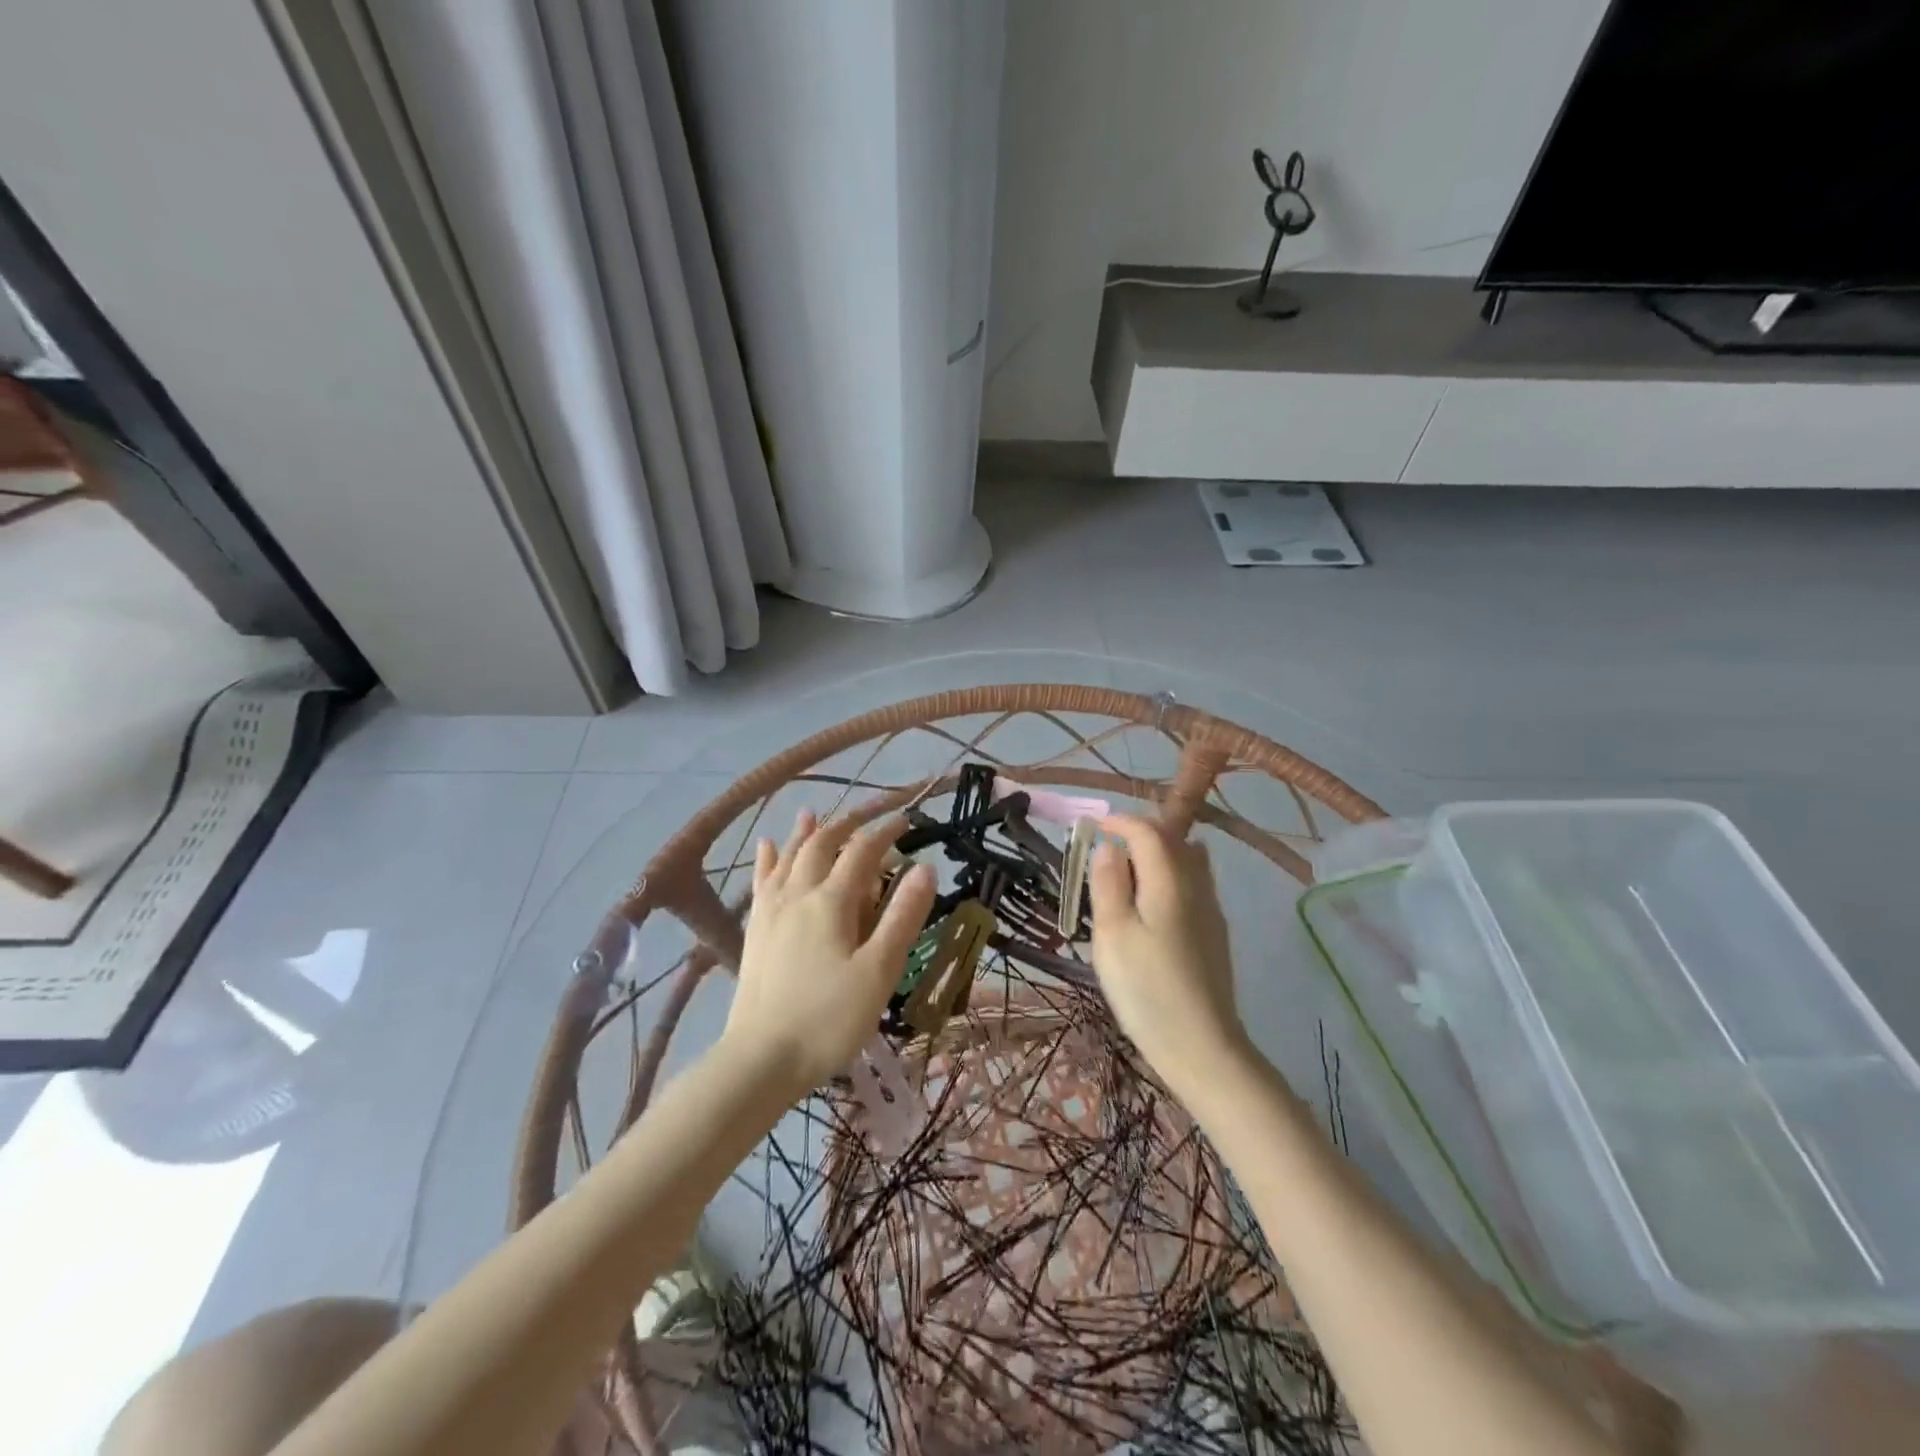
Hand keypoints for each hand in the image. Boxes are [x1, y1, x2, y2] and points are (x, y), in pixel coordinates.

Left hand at [723, 809, 935, 1095]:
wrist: (760, 1060)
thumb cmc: (829, 1019)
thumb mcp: (879, 971)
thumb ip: (902, 917)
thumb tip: (925, 868)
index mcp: (831, 902)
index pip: (862, 852)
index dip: (885, 832)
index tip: (907, 822)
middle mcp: (798, 895)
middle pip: (821, 845)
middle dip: (847, 827)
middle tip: (868, 818)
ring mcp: (771, 912)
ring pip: (788, 858)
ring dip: (805, 833)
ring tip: (813, 813)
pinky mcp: (755, 931)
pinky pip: (762, 881)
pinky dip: (768, 859)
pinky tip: (766, 846)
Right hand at [1088, 814, 1249, 1091]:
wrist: (1202, 1046)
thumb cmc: (1147, 989)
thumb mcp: (1112, 934)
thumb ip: (1108, 884)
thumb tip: (1109, 847)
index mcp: (1169, 881)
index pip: (1149, 831)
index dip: (1121, 822)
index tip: (1094, 826)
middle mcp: (1197, 886)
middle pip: (1173, 840)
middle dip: (1140, 833)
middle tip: (1107, 847)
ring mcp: (1211, 910)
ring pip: (1188, 861)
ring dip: (1158, 853)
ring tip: (1127, 872)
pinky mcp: (1215, 933)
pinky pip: (1194, 883)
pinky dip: (1170, 875)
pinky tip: (1152, 903)